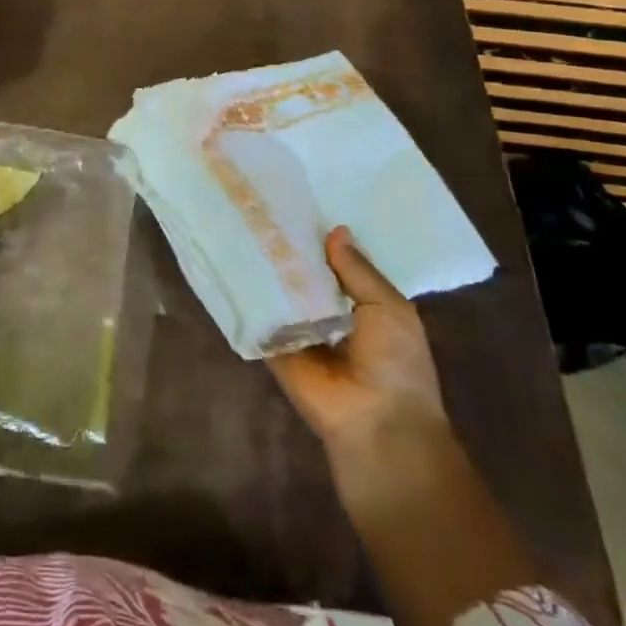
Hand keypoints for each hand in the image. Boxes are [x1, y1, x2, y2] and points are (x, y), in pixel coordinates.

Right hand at [268, 226, 455, 519]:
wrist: (375, 421)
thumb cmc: (395, 362)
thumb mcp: (389, 307)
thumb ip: (358, 270)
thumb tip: (334, 230)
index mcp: (362, 305)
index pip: (336, 264)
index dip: (322, 239)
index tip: (300, 204)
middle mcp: (327, 314)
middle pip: (303, 275)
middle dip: (289, 249)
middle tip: (263, 207)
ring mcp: (297, 330)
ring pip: (279, 292)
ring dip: (266, 267)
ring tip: (242, 223)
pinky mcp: (272, 346)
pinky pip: (258, 316)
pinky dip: (247, 295)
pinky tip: (230, 259)